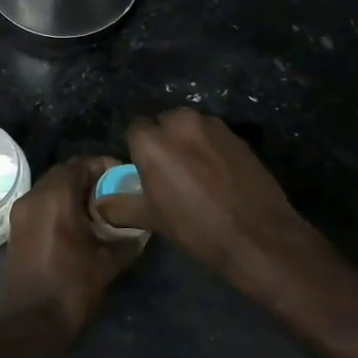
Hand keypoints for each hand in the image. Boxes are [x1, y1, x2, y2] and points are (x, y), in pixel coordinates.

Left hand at [0, 156, 145, 343]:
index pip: (81, 164)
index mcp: (55, 197)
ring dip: (73, 192)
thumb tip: (143, 230)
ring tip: (100, 209)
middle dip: (89, 178)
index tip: (124, 177)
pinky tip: (79, 226)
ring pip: (50, 188)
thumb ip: (126, 240)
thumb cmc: (70, 289)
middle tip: (114, 192)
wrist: (28, 326)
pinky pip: (41, 205)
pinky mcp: (16, 230)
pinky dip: (59, 206)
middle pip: (64, 173)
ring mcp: (21, 213)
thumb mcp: (106, 264)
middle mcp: (34, 197)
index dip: (104, 166)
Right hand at [97, 109, 331, 307]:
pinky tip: (219, 174)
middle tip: (170, 172)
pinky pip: (213, 135)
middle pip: (163, 123)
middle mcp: (180, 122)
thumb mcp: (152, 219)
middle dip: (164, 140)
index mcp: (152, 141)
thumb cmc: (196, 227)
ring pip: (190, 126)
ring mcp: (212, 125)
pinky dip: (211, 148)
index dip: (138, 150)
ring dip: (189, 141)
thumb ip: (121, 206)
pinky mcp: (236, 134)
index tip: (145, 171)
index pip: (134, 130)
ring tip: (197, 173)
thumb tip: (101, 204)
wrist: (257, 234)